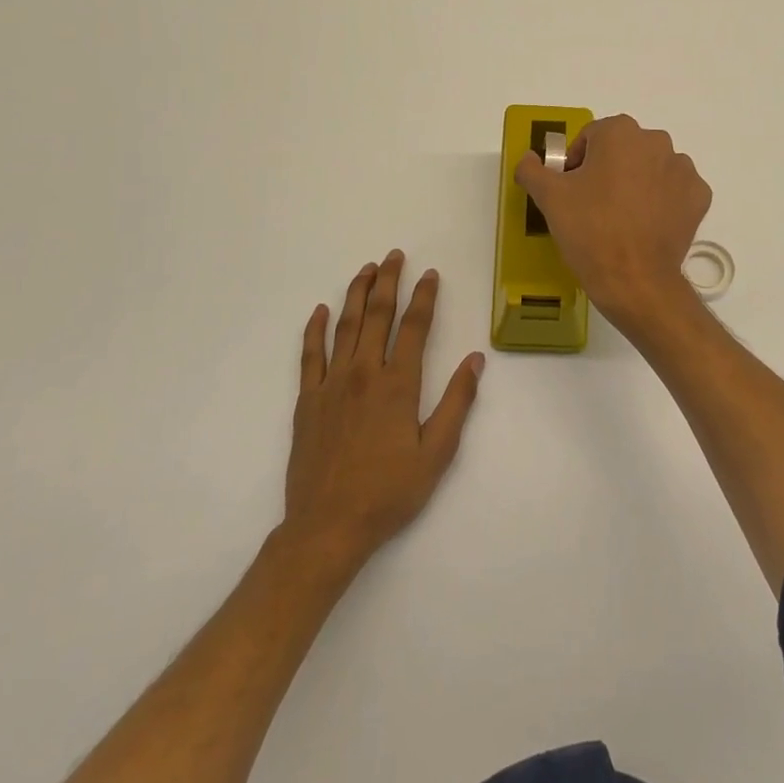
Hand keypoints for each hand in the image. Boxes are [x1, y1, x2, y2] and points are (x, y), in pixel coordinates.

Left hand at [282, 251, 483, 570]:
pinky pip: (310, 355)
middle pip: (377, 315)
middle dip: (388, 282)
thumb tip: (476, 360)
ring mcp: (331, 384)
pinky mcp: (308, 400)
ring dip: (356, 294)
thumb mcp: (437, 453)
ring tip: (366, 270)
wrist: (327, 526)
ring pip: (345, 326)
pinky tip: (320, 311)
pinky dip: (315, 329)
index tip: (430, 274)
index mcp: (398, 384)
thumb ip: (457, 402)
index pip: (414, 327)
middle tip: (394, 255)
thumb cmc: (389, 492)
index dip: (424, 297)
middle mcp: (364, 373)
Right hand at [515, 114, 711, 332]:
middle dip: (609, 170)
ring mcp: (683, 169)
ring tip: (622, 218)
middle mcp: (657, 141)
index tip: (572, 191)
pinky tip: (647, 225)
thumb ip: (532, 169)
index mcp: (620, 132)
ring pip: (651, 168)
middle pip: (624, 149)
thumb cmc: (589, 230)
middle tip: (594, 205)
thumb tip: (529, 157)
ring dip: (637, 183)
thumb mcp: (549, 197)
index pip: (591, 137)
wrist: (634, 280)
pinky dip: (662, 201)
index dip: (577, 163)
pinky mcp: (699, 196)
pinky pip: (674, 191)